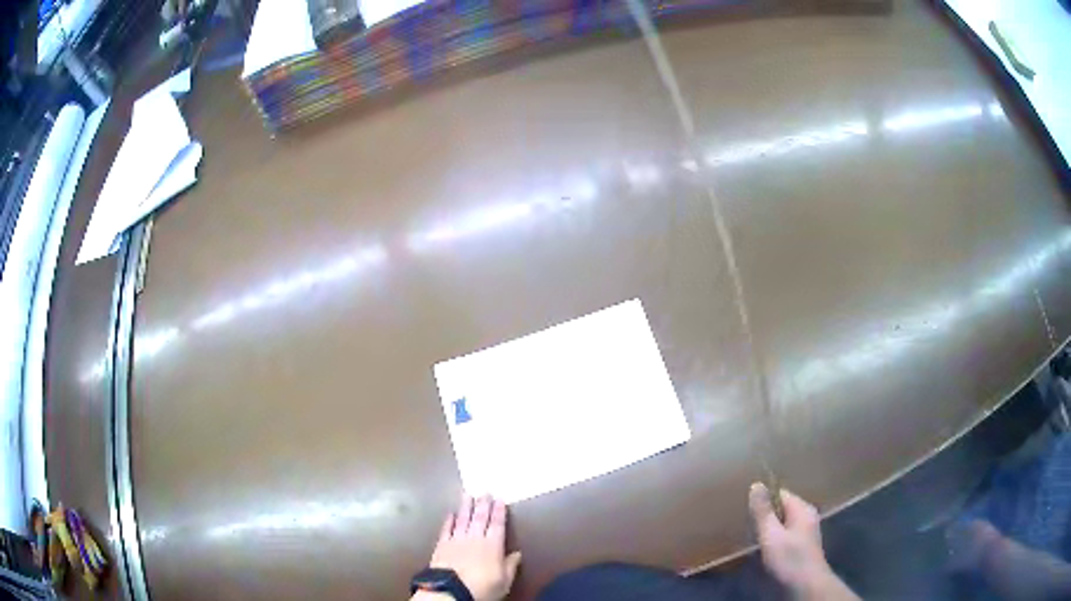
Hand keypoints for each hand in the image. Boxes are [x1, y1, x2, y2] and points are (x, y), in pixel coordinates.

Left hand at [416, 495, 521, 600]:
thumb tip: (517, 554)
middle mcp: (475, 538)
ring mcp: (456, 540)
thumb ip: (510, 566)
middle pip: (480, 518)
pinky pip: (446, 529)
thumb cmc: (482, 587)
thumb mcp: (504, 581)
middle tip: (484, 491)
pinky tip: (450, 513)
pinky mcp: (441, 545)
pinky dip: (448, 521)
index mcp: (492, 546)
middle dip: (483, 504)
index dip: (499, 512)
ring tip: (468, 495)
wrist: (451, 590)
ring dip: (466, 507)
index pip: (497, 525)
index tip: (500, 499)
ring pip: (462, 520)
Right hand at [748, 483, 856, 600]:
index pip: (780, 494)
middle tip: (747, 526)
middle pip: (782, 508)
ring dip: (770, 529)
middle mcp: (807, 516)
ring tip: (754, 538)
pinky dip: (776, 539)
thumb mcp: (771, 535)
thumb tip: (756, 484)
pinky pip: (787, 534)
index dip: (763, 500)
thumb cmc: (789, 558)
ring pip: (784, 523)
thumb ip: (763, 512)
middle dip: (766, 516)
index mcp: (802, 508)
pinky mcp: (804, 545)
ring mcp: (807, 531)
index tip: (746, 511)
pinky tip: (767, 550)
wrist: (807, 585)